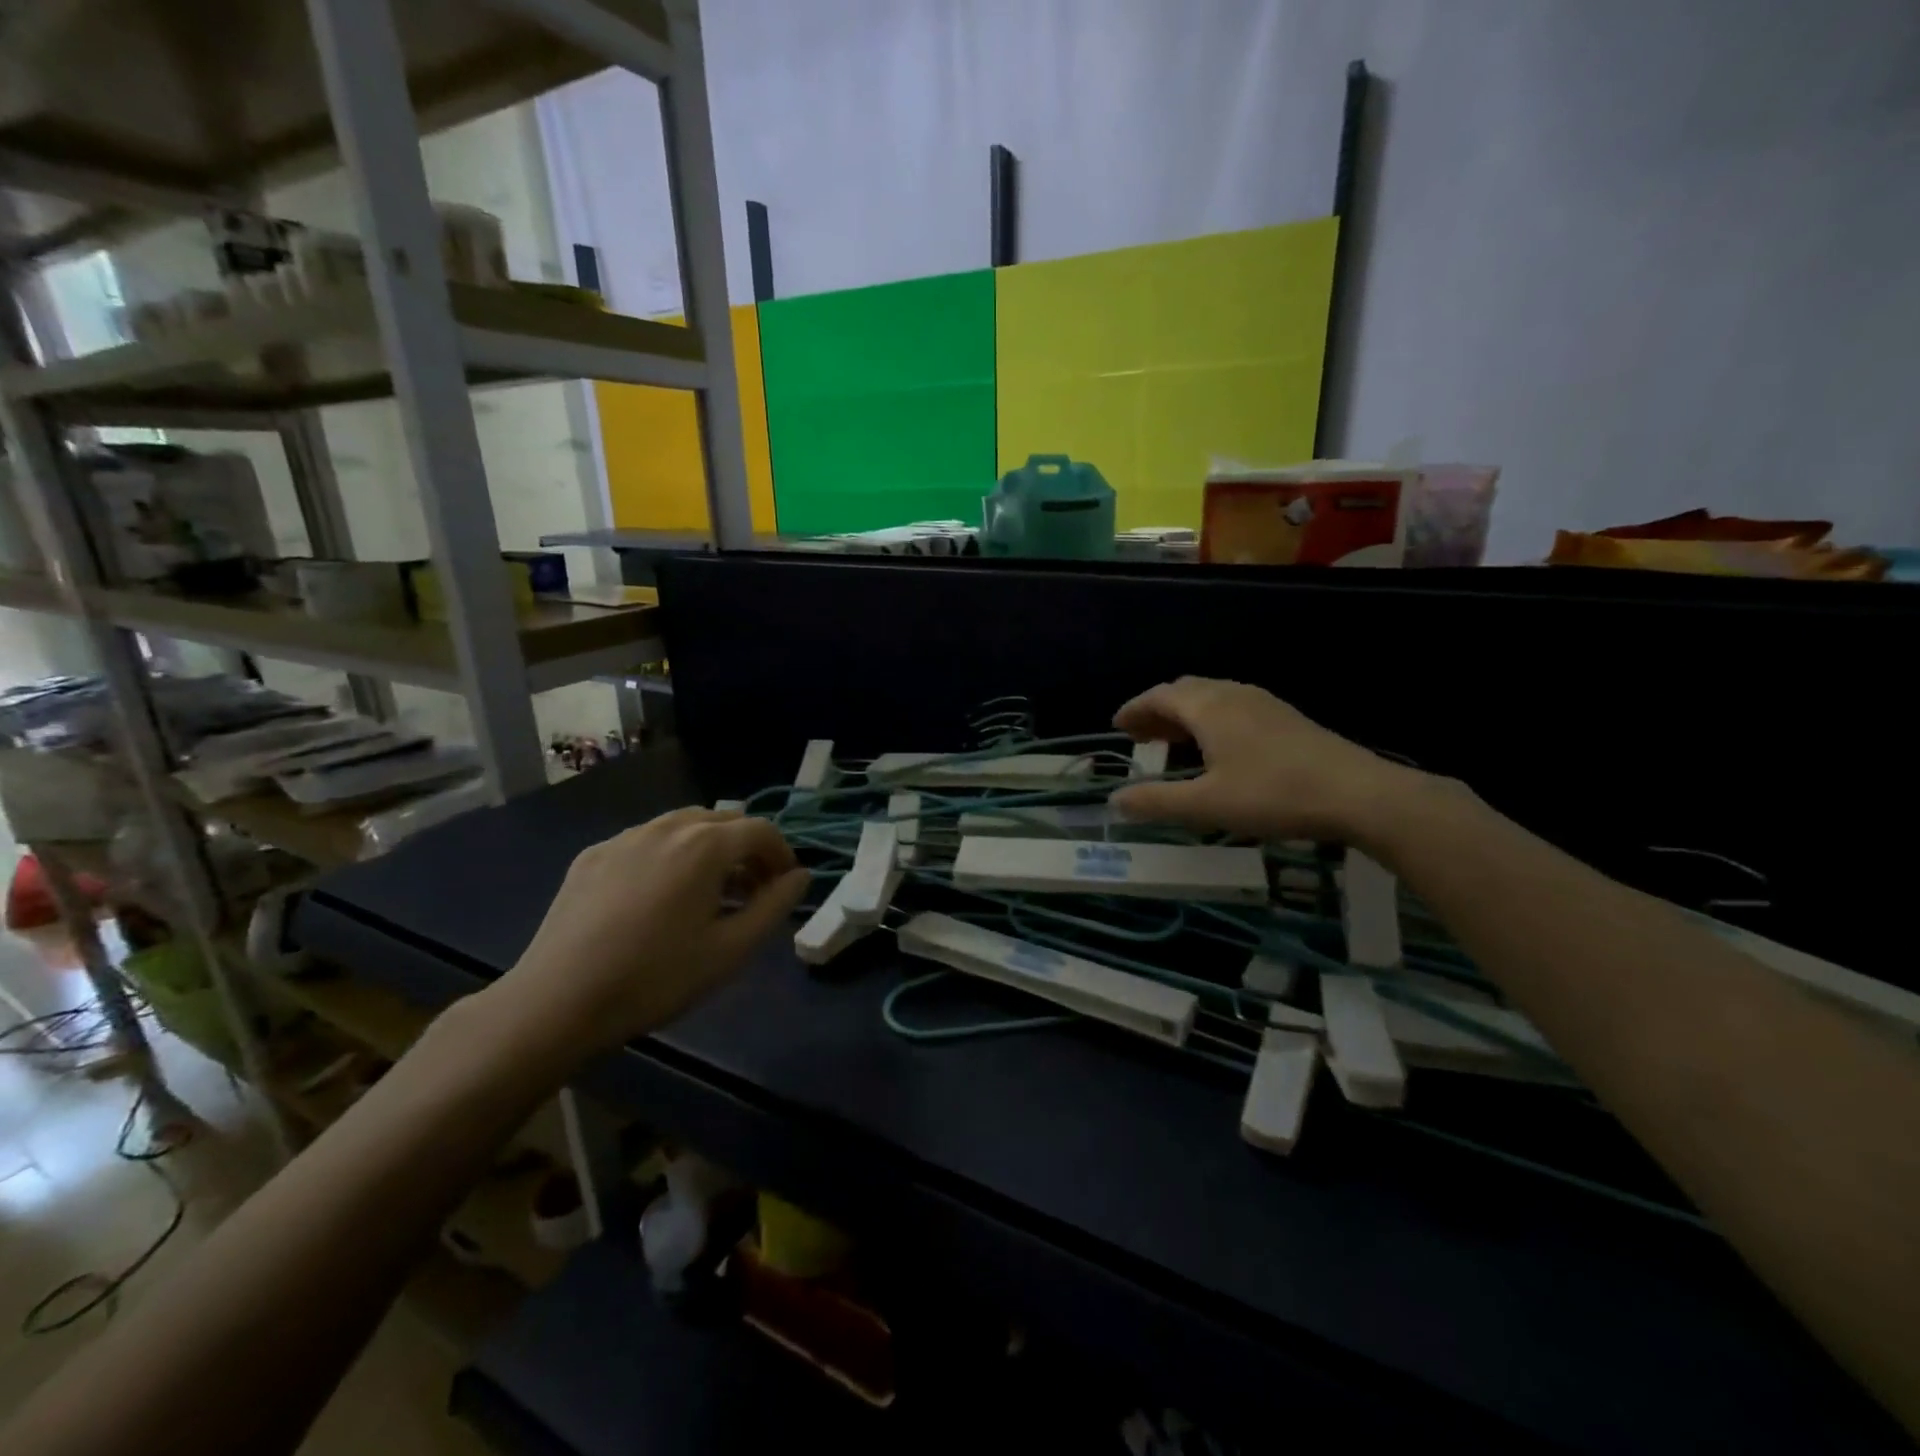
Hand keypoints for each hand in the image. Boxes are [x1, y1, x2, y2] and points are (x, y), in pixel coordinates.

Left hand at [496, 807, 808, 1056]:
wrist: (557, 1001)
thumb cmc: (656, 978)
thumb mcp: (731, 950)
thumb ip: (774, 906)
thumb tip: (800, 876)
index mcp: (705, 845)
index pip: (761, 830)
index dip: (782, 854)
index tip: (784, 886)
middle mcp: (667, 827)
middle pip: (723, 821)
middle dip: (747, 849)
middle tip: (752, 890)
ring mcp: (624, 838)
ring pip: (682, 826)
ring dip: (709, 848)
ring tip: (709, 891)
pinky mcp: (593, 855)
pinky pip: (646, 841)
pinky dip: (669, 855)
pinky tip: (659, 897)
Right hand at [1109, 677, 1422, 843]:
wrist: (1358, 794)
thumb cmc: (1273, 795)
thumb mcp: (1206, 805)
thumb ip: (1156, 802)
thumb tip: (1114, 800)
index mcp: (1209, 707)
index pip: (1160, 696)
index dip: (1135, 709)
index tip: (1117, 726)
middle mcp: (1233, 694)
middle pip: (1185, 691)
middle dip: (1158, 710)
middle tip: (1141, 736)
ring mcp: (1263, 703)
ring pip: (1212, 697)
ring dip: (1185, 715)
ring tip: (1173, 743)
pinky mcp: (1285, 718)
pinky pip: (1233, 707)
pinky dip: (1210, 720)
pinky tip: (1218, 749)